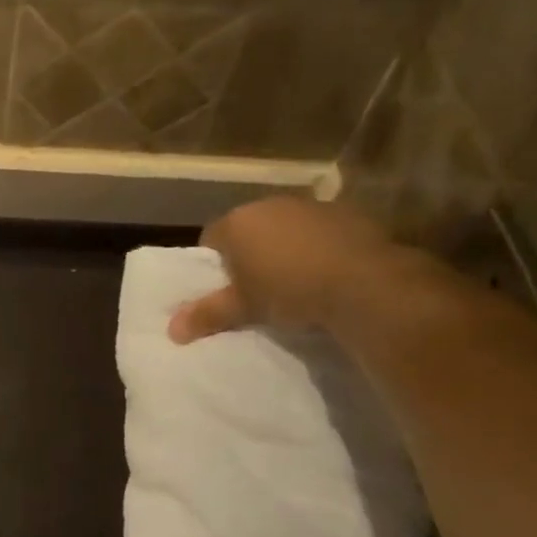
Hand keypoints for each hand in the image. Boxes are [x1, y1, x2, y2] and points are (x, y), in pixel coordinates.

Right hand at [170, 196, 404, 340]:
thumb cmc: (290, 291)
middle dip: (251, 251)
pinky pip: (320, 229)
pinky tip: (329, 271)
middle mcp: (269, 205)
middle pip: (249, 228)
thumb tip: (172, 331)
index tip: (227, 287)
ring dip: (286, 246)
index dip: (216, 263)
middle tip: (259, 286)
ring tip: (297, 279)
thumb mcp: (244, 308)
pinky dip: (319, 245)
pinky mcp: (347, 212)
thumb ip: (208, 315)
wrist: (364, 283)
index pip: (211, 238)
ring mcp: (310, 206)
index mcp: (237, 223)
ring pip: (286, 226)